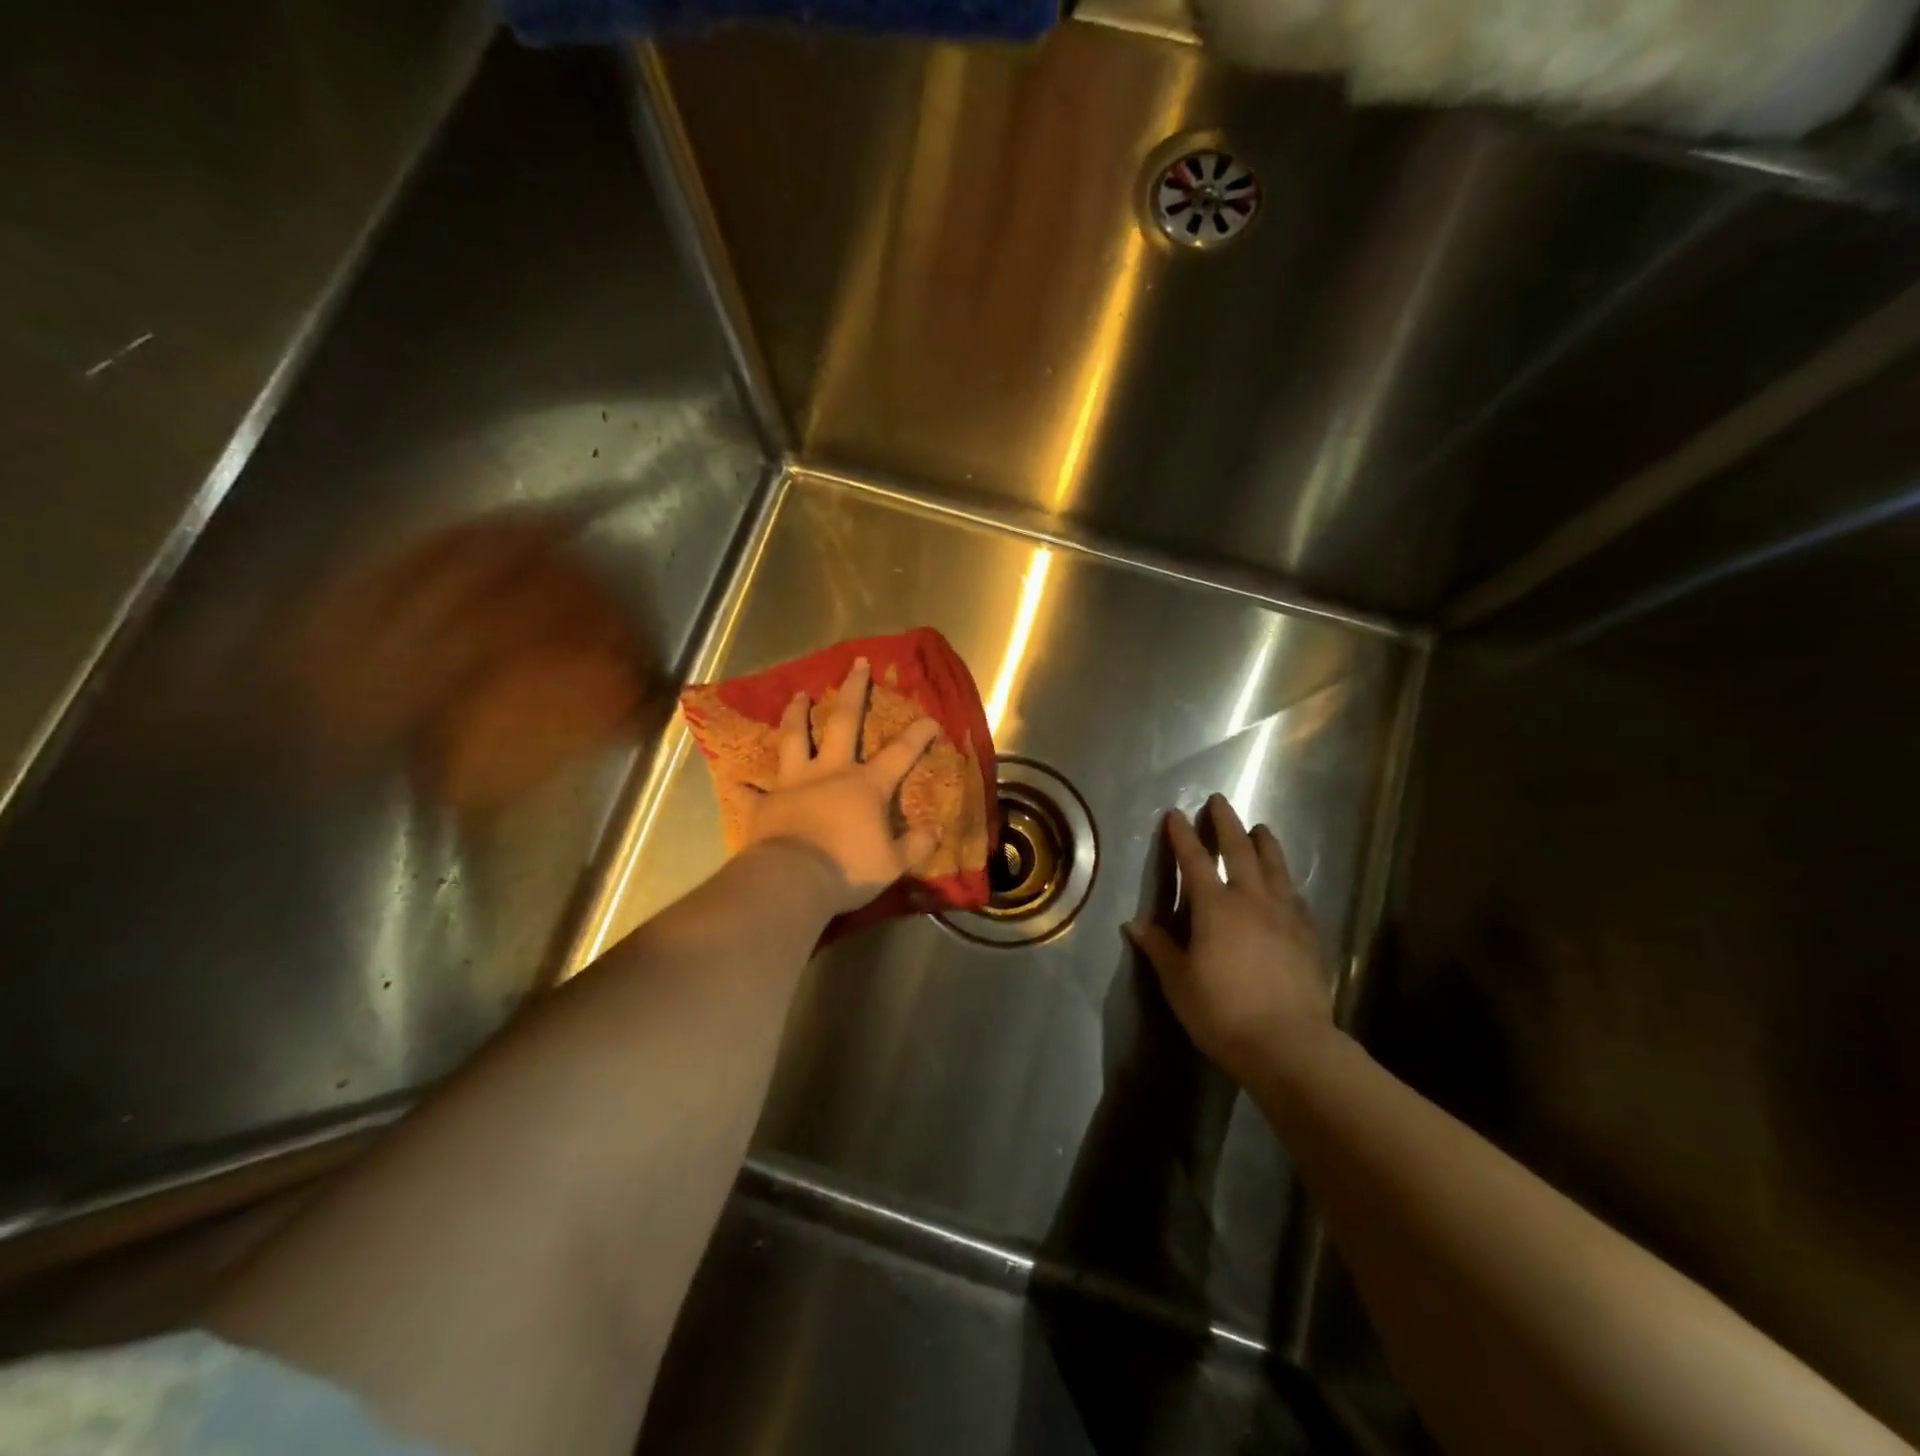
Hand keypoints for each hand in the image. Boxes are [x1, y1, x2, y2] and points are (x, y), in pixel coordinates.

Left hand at [743, 657, 942, 915]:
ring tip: (798, 695)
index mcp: (866, 785)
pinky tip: (738, 781)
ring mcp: (794, 784)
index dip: (918, 735)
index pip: (900, 753)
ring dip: (796, 715)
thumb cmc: (847, 869)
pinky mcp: (765, 804)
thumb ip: (916, 845)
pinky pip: (752, 792)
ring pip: (794, 739)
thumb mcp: (893, 864)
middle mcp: (830, 772)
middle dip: (853, 691)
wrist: (792, 881)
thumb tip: (936, 831)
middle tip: (857, 664)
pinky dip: (745, 787)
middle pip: (844, 722)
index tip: (931, 718)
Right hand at [1127, 794, 1334, 1083]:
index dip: (1183, 835)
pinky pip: (1296, 898)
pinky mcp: (1308, 936)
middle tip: (1220, 801)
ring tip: (1260, 828)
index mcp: (1215, 907)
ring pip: (1275, 868)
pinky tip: (1288, 885)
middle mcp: (1251, 901)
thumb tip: (1135, 923)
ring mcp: (1285, 916)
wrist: (1289, 1045)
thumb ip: (1159, 948)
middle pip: (1240, 850)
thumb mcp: (1178, 982)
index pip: (1195, 860)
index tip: (1175, 814)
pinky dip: (1287, 883)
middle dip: (1227, 823)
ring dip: (1265, 844)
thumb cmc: (1222, 1012)